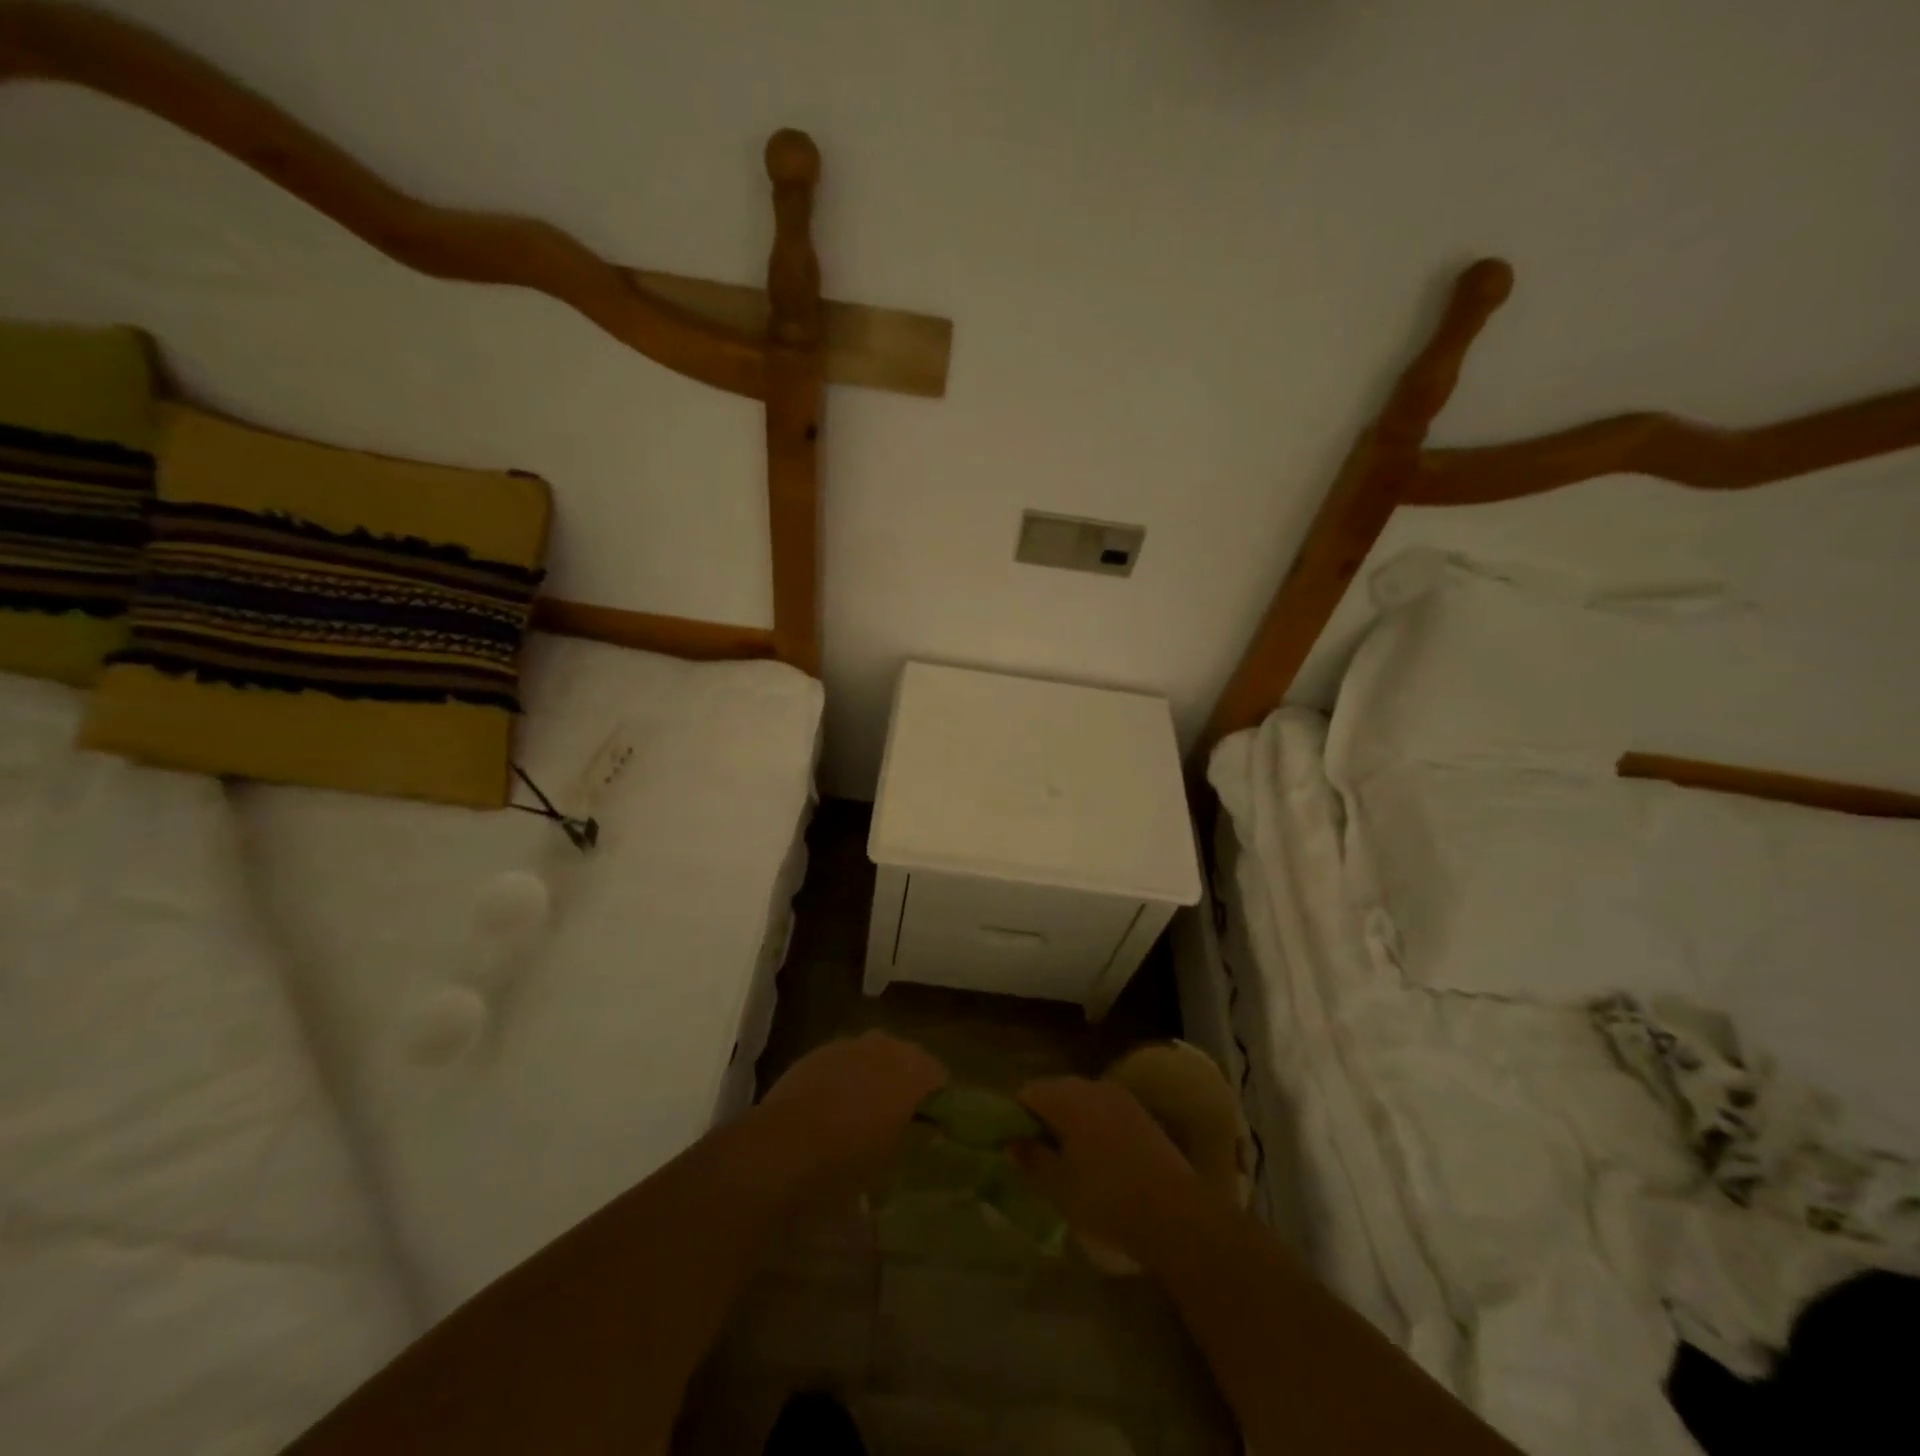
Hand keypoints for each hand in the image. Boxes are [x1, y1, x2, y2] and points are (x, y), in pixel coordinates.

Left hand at [759, 1032, 946, 1185]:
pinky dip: (846, 1077)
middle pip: (907, 1059)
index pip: (939, 1076)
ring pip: (874, 1055)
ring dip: (875, 1076)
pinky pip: (844, 1061)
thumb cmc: (847, 1159)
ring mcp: (849, 1044)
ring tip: (866, 1111)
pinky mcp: (818, 1051)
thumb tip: (927, 1128)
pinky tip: (835, 1105)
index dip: (938, 1100)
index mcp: (912, 1070)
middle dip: (906, 1082)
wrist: (782, 1147)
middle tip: (901, 1117)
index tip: (933, 1124)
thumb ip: (915, 1136)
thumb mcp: (893, 1160)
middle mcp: (885, 1046)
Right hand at [1013, 1076, 1207, 1262]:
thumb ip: (1031, 1160)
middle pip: (1056, 1093)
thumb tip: (1012, 1143)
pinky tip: (1101, 1163)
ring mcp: (1121, 1097)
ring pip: (1082, 1102)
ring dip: (1071, 1124)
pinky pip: (1106, 1112)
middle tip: (1041, 1158)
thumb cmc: (1106, 1198)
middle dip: (1044, 1120)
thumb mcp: (1059, 1186)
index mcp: (1066, 1097)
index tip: (1017, 1148)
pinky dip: (1096, 1129)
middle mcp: (1092, 1086)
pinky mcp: (1142, 1114)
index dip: (1016, 1117)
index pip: (1028, 1092)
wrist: (1176, 1214)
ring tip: (1071, 1163)